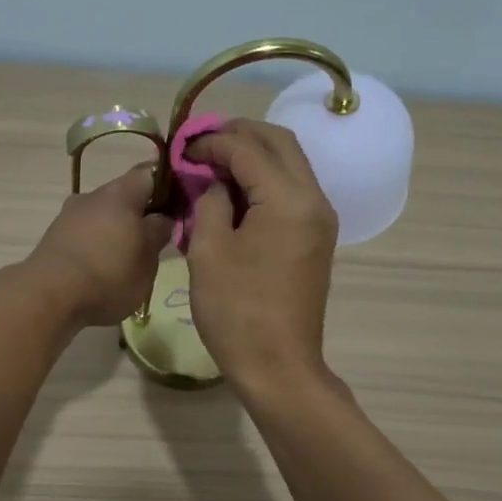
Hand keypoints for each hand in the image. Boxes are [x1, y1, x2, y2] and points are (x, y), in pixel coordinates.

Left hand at [23, 163, 171, 326]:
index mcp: (121, 193)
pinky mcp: (54, 237)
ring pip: (103, 215)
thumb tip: (163, 217)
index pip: (151, 173)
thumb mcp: (147, 259)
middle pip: (125, 195)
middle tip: (156, 240)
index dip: (169, 186)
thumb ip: (159, 233)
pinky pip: (85, 233)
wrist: (48, 296)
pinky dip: (97, 245)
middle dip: (141, 213)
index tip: (180, 206)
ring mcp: (69, 215)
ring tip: (128, 259)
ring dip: (117, 231)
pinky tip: (102, 269)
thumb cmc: (108, 274)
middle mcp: (92, 195)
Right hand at [183, 120, 339, 392]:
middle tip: (202, 142)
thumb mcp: (208, 251)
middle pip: (281, 144)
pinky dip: (266, 179)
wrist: (278, 366)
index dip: (212, 142)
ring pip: (291, 164)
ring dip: (255, 154)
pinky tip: (235, 190)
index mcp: (288, 199)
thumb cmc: (236, 311)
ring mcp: (320, 219)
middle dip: (240, 134)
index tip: (181, 148)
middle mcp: (314, 199)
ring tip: (214, 161)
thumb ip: (209, 201)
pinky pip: (293, 190)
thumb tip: (214, 181)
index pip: (248, 149)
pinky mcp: (317, 237)